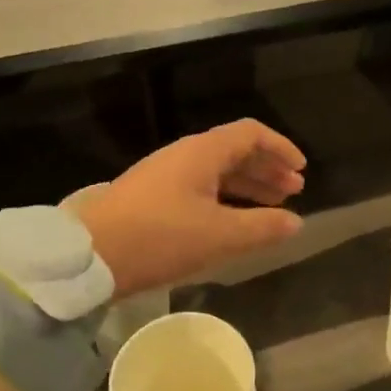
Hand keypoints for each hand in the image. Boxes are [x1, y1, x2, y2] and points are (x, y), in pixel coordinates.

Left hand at [79, 120, 306, 296]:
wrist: (89, 256)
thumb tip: (296, 221)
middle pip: (235, 151)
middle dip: (268, 168)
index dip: (280, 148)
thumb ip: (262, 227)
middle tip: (293, 191)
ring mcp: (166, 176)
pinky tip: (234, 221)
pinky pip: (202, 188)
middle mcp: (185, 156)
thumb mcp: (219, 236)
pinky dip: (226, 199)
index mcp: (202, 152)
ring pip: (218, 171)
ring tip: (272, 207)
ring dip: (248, 185)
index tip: (301, 171)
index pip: (250, 134)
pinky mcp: (153, 198)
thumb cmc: (160, 237)